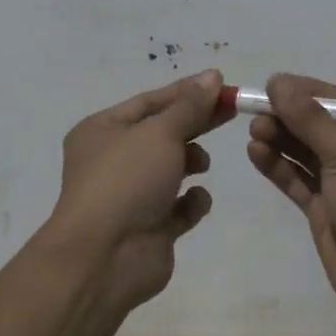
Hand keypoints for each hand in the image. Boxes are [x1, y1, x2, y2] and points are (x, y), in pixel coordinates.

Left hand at [49, 70, 227, 312]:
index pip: (150, 101)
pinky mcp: (151, 227)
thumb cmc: (126, 180)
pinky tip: (194, 202)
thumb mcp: (160, 132)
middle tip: (233, 110)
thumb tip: (212, 77)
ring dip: (192, 161)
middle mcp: (113, 160)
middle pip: (164, 132)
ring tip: (200, 165)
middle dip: (196, 122)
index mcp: (102, 130)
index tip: (222, 84)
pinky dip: (192, 202)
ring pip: (172, 168)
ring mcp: (131, 195)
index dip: (186, 92)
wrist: (105, 259)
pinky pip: (179, 207)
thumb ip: (190, 106)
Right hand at [246, 73, 335, 335]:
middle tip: (255, 109)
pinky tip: (256, 152)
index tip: (272, 84)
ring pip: (308, 153)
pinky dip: (280, 167)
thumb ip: (310, 120)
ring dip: (281, 140)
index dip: (307, 92)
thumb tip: (278, 81)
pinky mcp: (329, 211)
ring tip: (253, 130)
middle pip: (323, 127)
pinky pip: (300, 181)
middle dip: (290, 117)